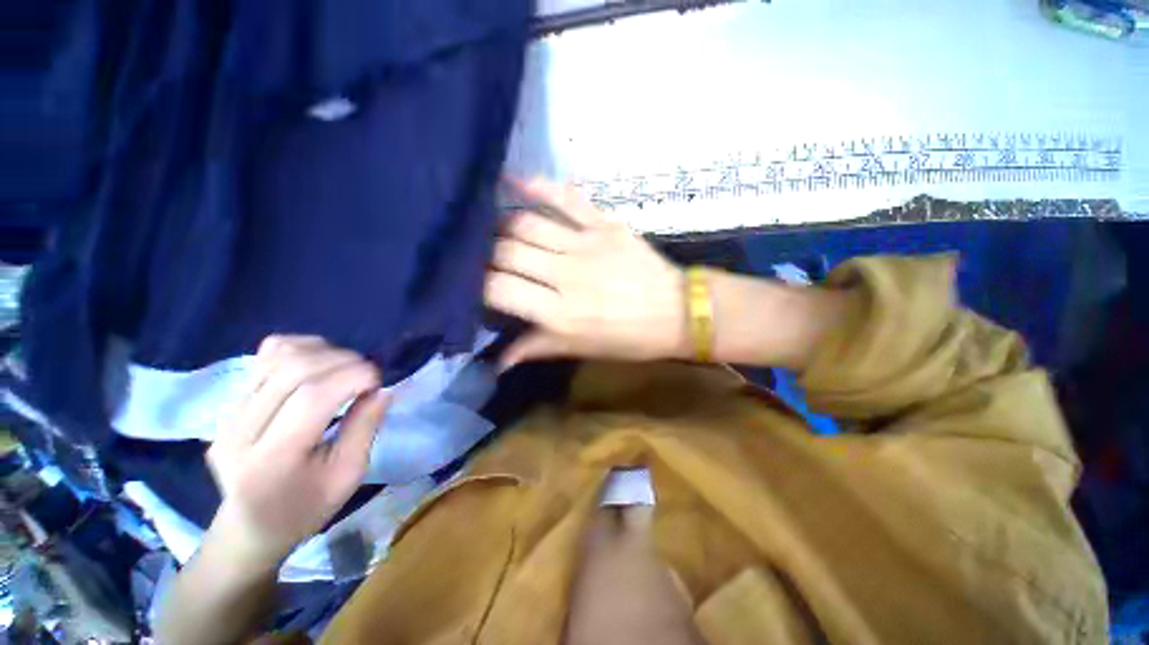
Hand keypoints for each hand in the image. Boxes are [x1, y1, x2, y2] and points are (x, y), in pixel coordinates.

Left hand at [204, 336, 389, 573]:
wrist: (250, 526)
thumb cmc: (306, 508)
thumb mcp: (347, 477)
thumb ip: (365, 429)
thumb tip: (383, 390)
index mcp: (271, 461)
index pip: (311, 397)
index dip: (353, 377)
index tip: (378, 382)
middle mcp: (240, 432)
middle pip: (294, 370)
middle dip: (344, 361)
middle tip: (367, 376)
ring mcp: (228, 414)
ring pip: (278, 355)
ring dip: (324, 352)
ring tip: (345, 369)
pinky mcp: (228, 403)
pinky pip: (265, 356)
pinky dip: (301, 349)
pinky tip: (319, 363)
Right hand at [485, 178, 688, 368]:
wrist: (679, 312)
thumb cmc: (629, 338)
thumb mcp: (581, 349)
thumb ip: (537, 348)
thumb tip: (497, 362)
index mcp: (559, 313)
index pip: (498, 288)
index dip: (478, 285)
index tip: (476, 285)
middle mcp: (566, 274)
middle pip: (507, 251)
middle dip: (487, 254)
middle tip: (484, 258)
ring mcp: (586, 244)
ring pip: (526, 223)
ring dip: (503, 226)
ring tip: (495, 232)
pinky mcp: (605, 223)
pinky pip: (565, 198)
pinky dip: (537, 186)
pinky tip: (513, 181)